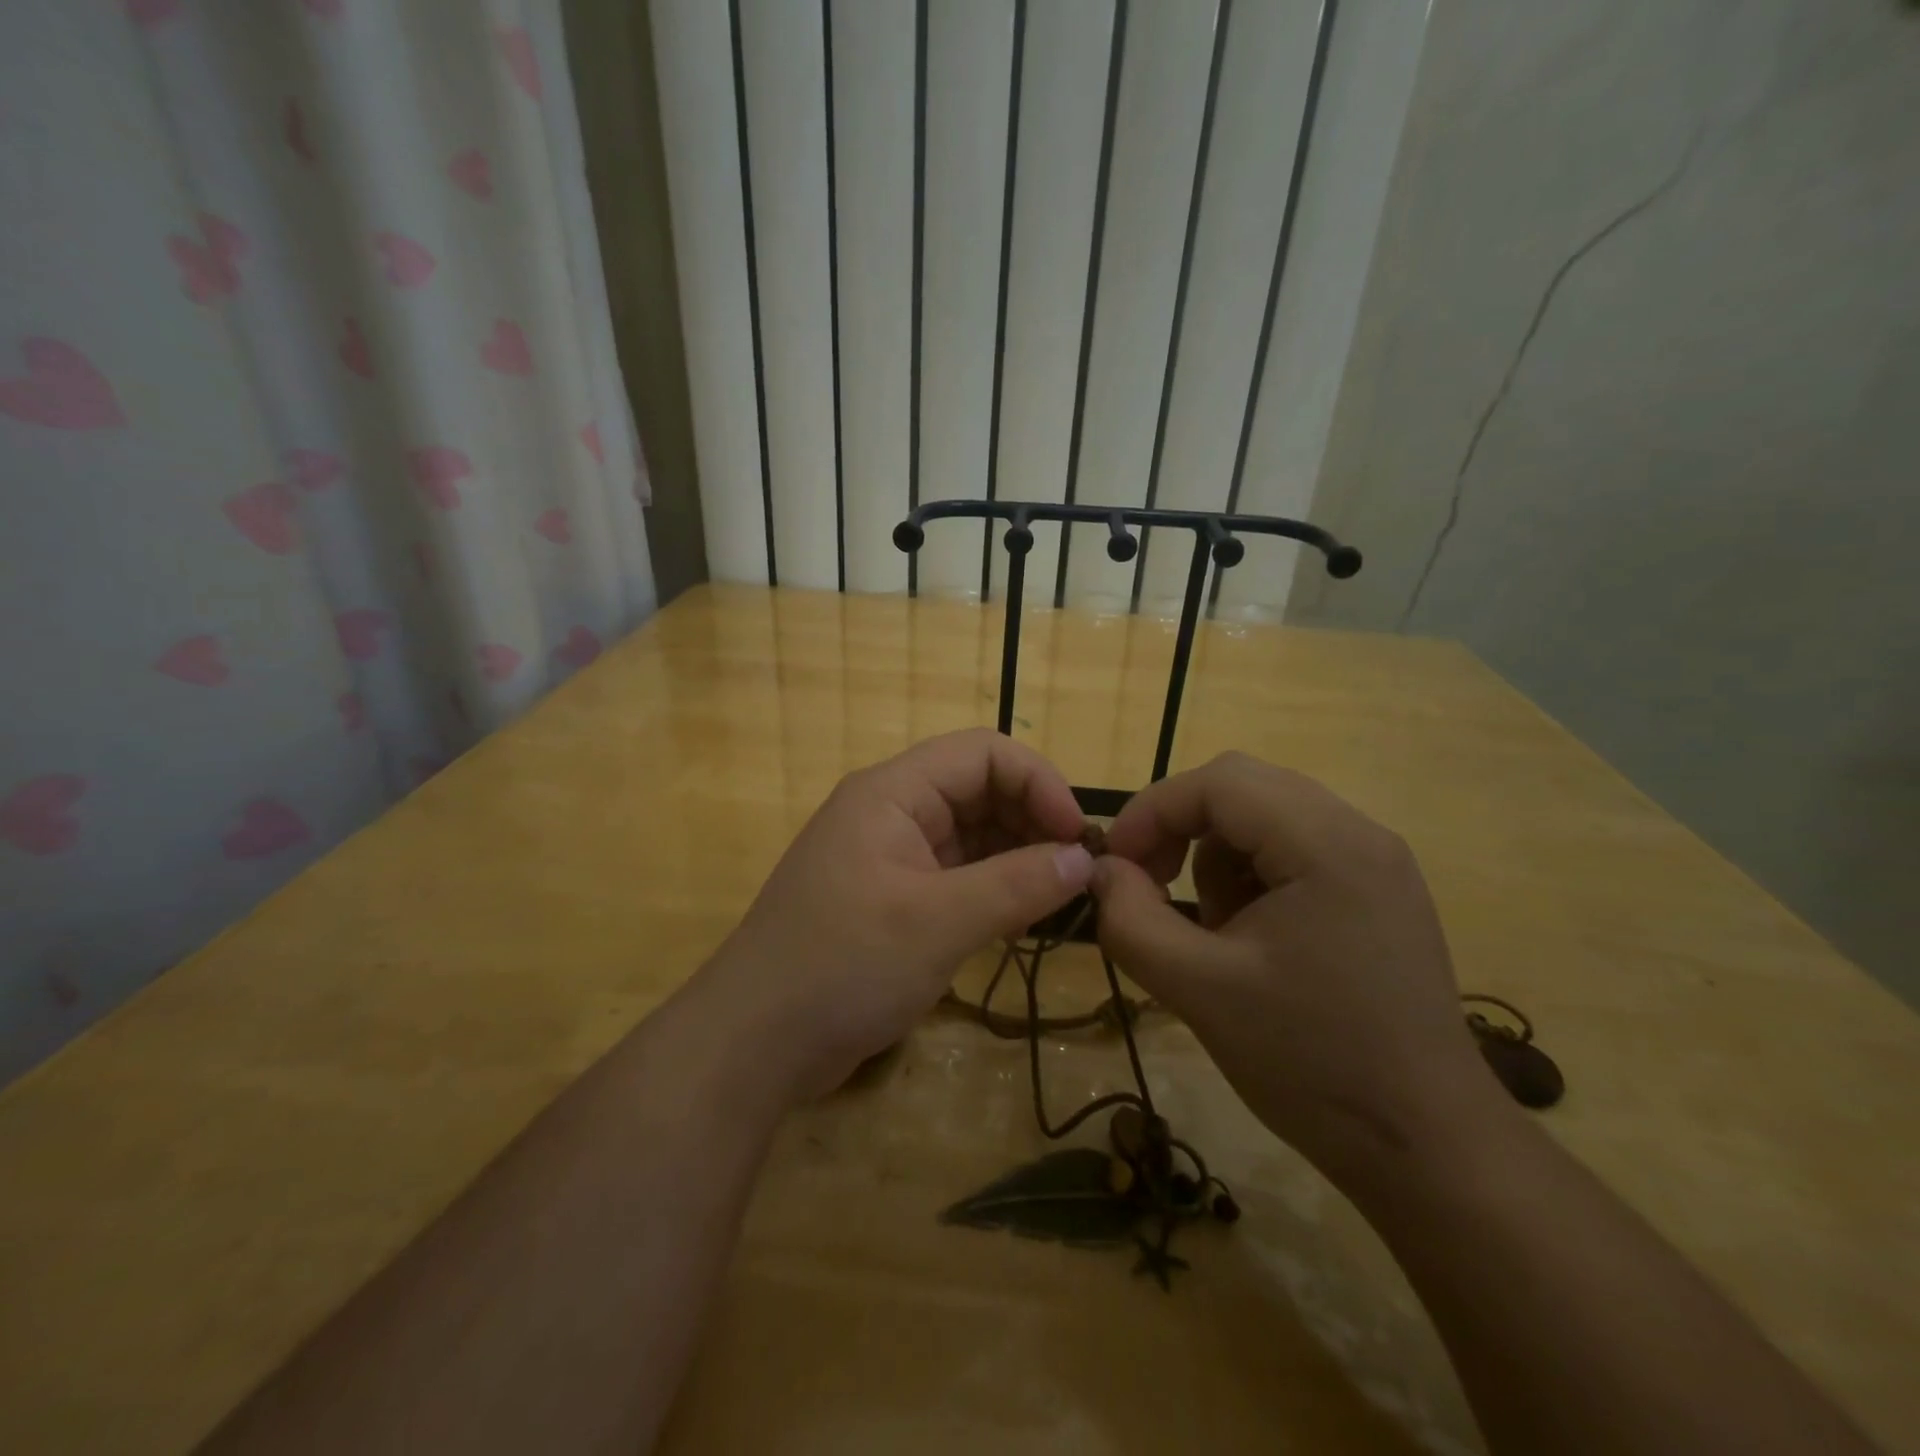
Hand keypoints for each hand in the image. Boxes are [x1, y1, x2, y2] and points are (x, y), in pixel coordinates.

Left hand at [695, 729, 1092, 1103]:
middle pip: (978, 790)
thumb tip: (1084, 859)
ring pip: (971, 835)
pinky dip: (993, 889)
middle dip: (1032, 820)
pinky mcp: (891, 900)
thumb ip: (1017, 885)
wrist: (753, 1045)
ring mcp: (889, 858)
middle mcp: (891, 812)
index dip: (1038, 781)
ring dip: (1018, 858)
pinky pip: (955, 876)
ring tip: (1061, 898)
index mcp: (892, 793)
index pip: (982, 753)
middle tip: (1078, 873)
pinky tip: (1022, 920)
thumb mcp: (938, 923)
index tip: (1078, 836)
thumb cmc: (843, 966)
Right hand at [1091, 753, 1493, 1179]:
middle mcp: (1359, 833)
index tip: (1113, 865)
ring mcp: (1375, 862)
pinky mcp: (1377, 892)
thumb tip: (1100, 871)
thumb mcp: (1199, 990)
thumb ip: (1131, 920)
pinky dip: (1251, 876)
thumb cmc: (1311, 1062)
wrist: (1427, 1148)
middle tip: (1148, 884)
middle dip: (1180, 828)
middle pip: (1242, 788)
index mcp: (1327, 845)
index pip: (1217, 783)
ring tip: (1212, 930)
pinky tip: (1251, 938)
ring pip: (1265, 816)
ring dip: (1215, 856)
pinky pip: (1293, 850)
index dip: (1150, 812)